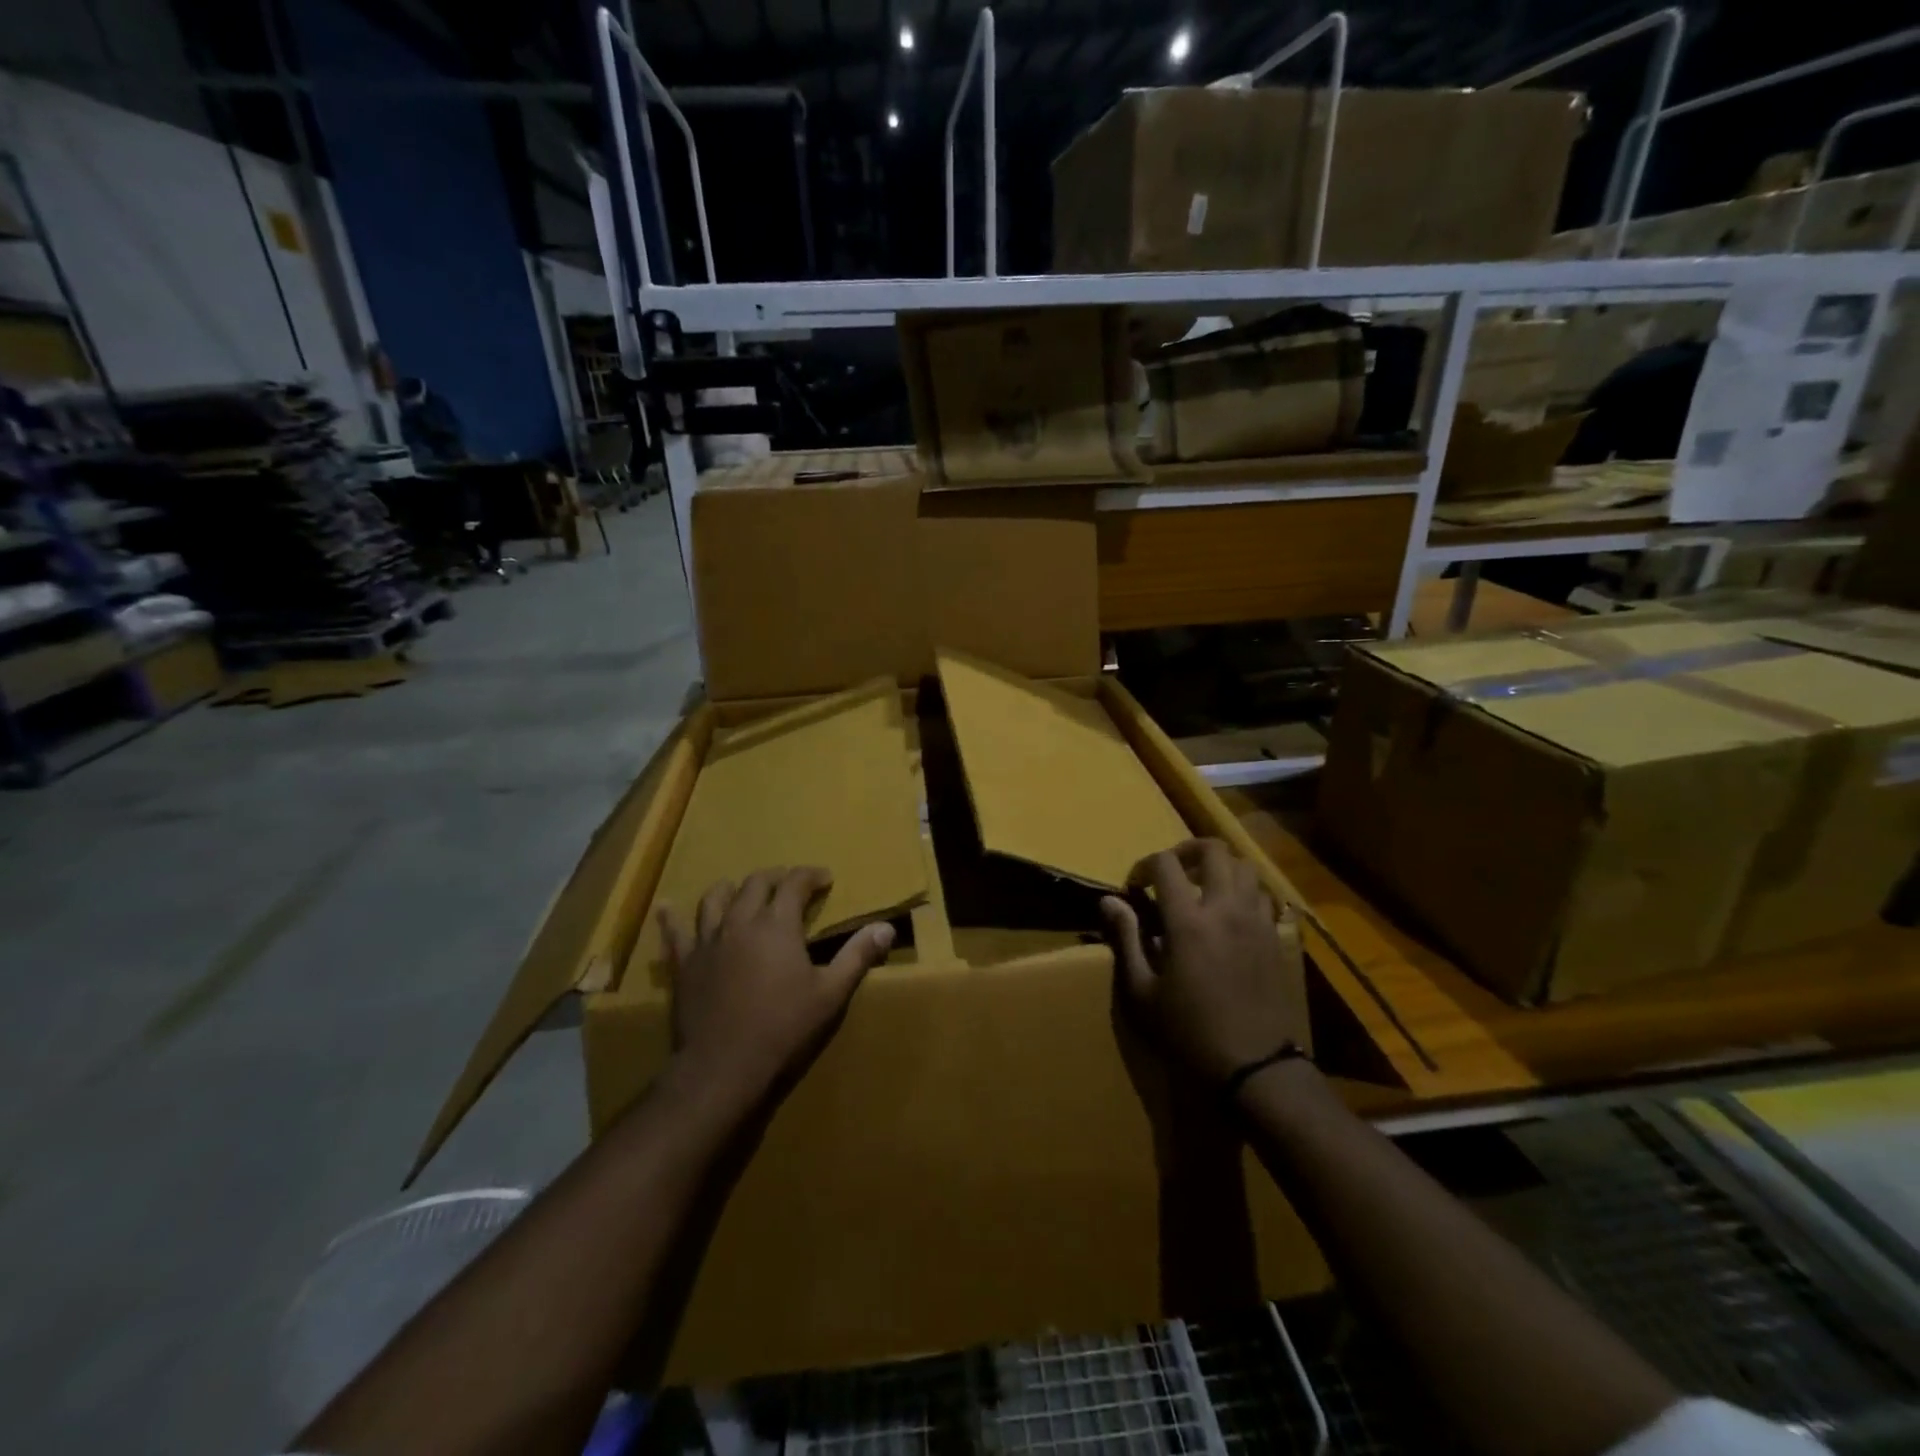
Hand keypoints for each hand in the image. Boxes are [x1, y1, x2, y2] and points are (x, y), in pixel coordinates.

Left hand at [660, 867, 893, 1109]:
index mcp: (777, 924)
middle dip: (776, 878)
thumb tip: (886, 928)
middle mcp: (740, 922)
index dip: (811, 875)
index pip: (795, 883)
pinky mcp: (684, 965)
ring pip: (716, 898)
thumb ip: (858, 956)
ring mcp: (707, 941)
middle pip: (756, 884)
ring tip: (742, 892)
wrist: (723, 1070)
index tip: (825, 878)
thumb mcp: (831, 995)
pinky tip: (667, 907)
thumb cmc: (784, 1030)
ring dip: (733, 889)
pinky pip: (674, 933)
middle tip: (790, 885)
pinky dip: (672, 917)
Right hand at [1101, 839, 1303, 1086]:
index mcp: (1188, 921)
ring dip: (1219, 866)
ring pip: (1244, 866)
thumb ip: (1126, 939)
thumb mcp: (1142, 993)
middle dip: (1186, 850)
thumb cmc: (1189, 1033)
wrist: (1255, 1068)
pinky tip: (1229, 913)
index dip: (1145, 865)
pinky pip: (1262, 895)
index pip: (1165, 864)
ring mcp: (1256, 921)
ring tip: (1201, 886)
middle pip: (1213, 850)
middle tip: (1170, 872)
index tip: (1135, 887)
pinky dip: (1244, 890)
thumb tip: (1109, 901)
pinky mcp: (1274, 937)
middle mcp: (1225, 909)